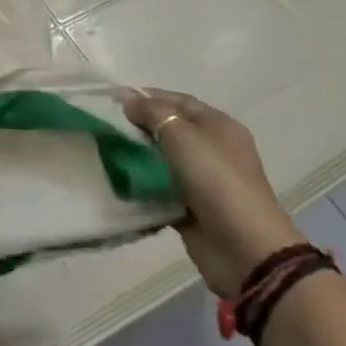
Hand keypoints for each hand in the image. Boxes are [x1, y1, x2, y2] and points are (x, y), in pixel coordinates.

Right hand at [123, 89, 304, 297]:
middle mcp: (211, 149)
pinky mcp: (188, 207)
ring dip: (135, 155)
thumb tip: (128, 99)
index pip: (178, 101)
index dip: (146, 96)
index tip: (111, 99)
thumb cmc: (216, 181)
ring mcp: (201, 180)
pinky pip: (158, 188)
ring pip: (161, 159)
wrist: (243, 248)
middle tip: (103, 125)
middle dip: (137, 126)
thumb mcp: (183, 137)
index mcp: (218, 126)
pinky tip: (114, 178)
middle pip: (169, 129)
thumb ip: (153, 114)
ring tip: (102, 149)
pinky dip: (139, 183)